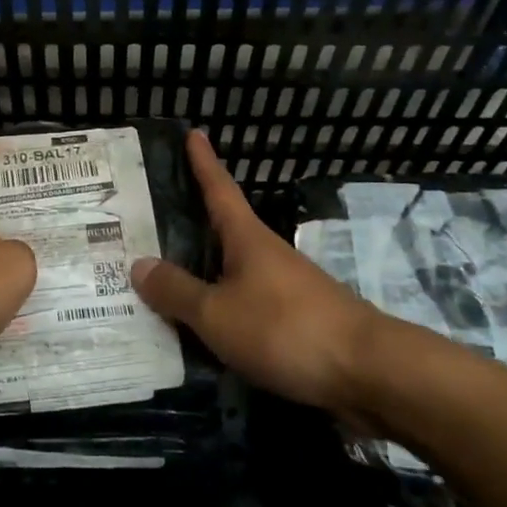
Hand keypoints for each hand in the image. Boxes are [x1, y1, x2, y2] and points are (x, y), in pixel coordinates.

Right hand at [130, 130, 391, 417]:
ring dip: (204, 270)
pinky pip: (246, 303)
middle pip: (224, 229)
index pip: (219, 189)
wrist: (367, 372)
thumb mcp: (217, 313)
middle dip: (193, 222)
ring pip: (233, 270)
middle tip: (152, 219)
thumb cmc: (285, 329)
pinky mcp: (297, 321)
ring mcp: (286, 287)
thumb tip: (138, 264)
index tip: (194, 133)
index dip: (204, 162)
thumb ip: (177, 292)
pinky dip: (221, 306)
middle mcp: (267, 255)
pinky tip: (204, 327)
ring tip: (164, 279)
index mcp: (247, 239)